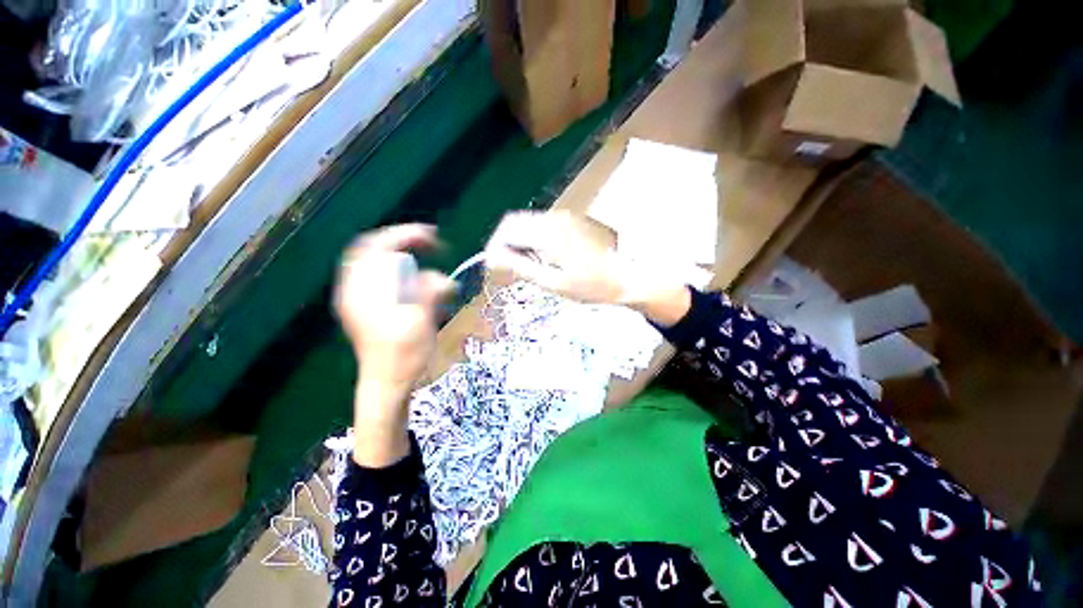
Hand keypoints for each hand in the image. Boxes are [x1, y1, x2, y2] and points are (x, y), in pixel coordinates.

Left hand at [334, 224, 455, 465]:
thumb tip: (441, 278)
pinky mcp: (365, 307)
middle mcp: (354, 289)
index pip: (375, 246)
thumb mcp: (419, 324)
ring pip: (376, 262)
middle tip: (430, 244)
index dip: (404, 235)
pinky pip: (380, 276)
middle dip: (402, 242)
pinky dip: (400, 271)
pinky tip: (416, 282)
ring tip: (425, 261)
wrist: (386, 384)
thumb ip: (428, 294)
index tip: (432, 237)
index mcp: (363, 291)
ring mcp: (357, 298)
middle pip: (372, 249)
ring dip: (403, 257)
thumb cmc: (402, 358)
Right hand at [484, 211, 690, 324]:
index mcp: (549, 233)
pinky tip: (541, 257)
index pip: (507, 228)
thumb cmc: (590, 286)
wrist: (625, 278)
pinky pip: (540, 224)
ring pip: (527, 222)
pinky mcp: (570, 220)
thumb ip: (521, 267)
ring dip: (519, 241)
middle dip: (504, 243)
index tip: (493, 265)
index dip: (494, 245)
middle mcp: (554, 218)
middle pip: (514, 221)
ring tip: (526, 265)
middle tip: (508, 267)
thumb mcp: (553, 282)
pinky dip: (532, 238)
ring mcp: (563, 217)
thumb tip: (492, 258)